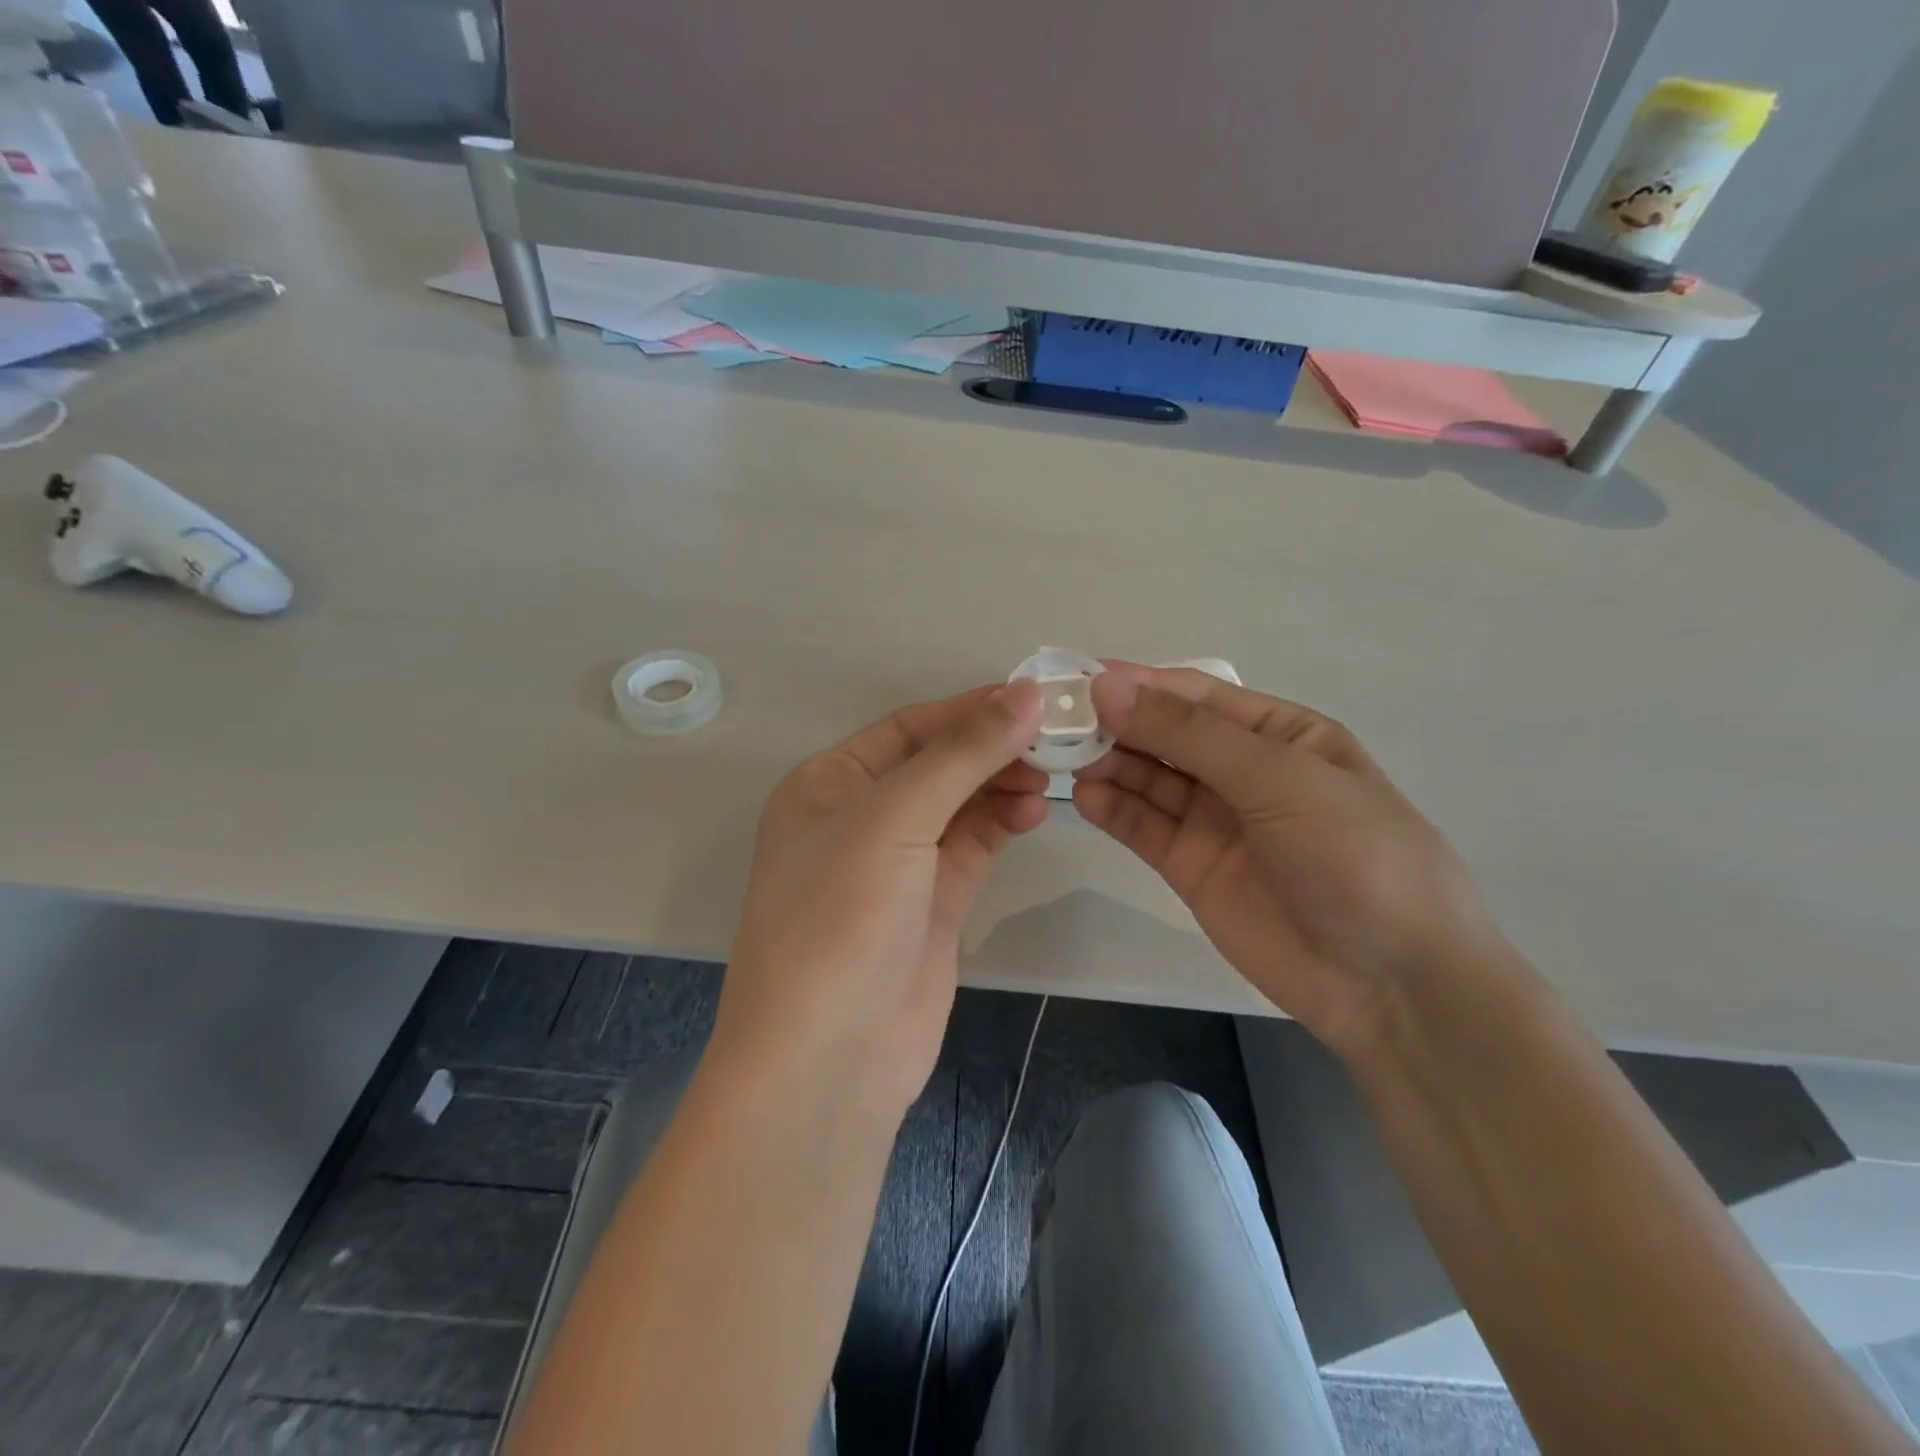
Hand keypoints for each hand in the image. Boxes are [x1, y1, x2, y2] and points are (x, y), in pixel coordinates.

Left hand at [715, 681, 1048, 1123]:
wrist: (829, 1059)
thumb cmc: (841, 918)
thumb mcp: (894, 819)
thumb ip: (962, 755)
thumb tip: (1028, 693)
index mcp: (827, 784)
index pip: (908, 728)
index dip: (968, 710)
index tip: (1035, 696)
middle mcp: (858, 818)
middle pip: (936, 764)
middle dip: (991, 748)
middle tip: (1056, 739)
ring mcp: (896, 865)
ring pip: (959, 805)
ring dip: (1002, 785)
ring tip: (1052, 775)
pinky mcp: (931, 905)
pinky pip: (972, 847)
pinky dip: (1002, 824)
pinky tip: (1035, 811)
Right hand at [1073, 664, 1502, 1053]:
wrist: (1391, 982)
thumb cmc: (1352, 855)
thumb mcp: (1278, 778)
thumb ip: (1187, 734)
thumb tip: (1107, 686)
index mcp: (1280, 734)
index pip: (1196, 695)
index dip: (1140, 684)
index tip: (1079, 679)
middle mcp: (1243, 771)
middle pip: (1166, 736)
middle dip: (1117, 724)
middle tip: (1057, 722)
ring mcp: (1215, 821)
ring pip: (1149, 780)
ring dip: (1108, 764)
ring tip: (1061, 757)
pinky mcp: (1192, 868)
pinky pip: (1144, 828)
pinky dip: (1113, 810)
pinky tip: (1084, 797)